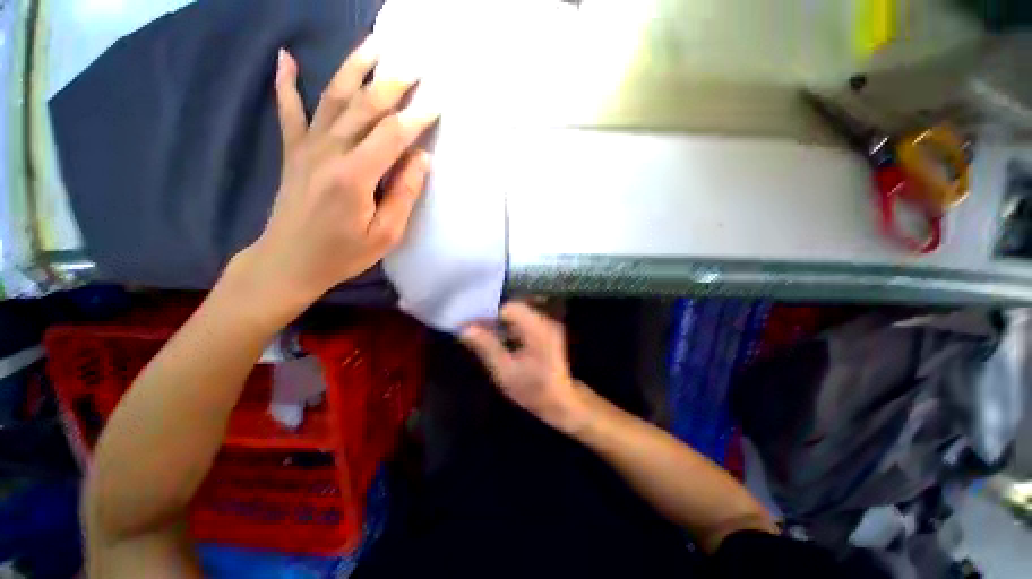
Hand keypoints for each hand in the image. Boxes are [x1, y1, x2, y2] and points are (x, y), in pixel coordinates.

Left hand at [234, 39, 438, 312]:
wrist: (289, 261)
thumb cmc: (343, 254)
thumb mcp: (386, 234)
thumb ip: (404, 194)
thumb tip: (422, 158)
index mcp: (356, 176)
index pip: (393, 135)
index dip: (417, 117)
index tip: (437, 102)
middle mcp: (329, 151)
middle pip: (364, 106)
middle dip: (391, 83)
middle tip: (413, 64)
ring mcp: (306, 147)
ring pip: (331, 97)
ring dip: (353, 68)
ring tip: (373, 44)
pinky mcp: (292, 151)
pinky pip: (288, 110)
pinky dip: (286, 82)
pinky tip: (286, 58)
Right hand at [461, 302, 589, 434]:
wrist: (559, 400)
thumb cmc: (533, 390)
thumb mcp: (505, 372)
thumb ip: (486, 347)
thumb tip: (465, 329)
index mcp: (537, 329)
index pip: (509, 308)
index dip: (488, 313)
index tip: (471, 323)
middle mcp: (544, 321)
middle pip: (513, 308)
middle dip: (491, 317)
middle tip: (473, 328)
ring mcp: (546, 324)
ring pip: (516, 314)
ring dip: (499, 321)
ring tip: (481, 333)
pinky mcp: (544, 329)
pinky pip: (522, 320)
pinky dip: (508, 326)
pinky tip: (498, 338)